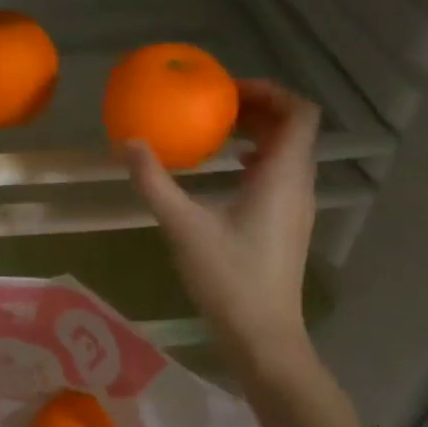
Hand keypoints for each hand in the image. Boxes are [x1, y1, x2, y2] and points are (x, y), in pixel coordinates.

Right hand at [124, 80, 320, 378]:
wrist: (263, 335)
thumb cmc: (228, 278)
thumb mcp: (183, 226)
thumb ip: (154, 182)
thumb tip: (129, 143)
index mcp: (283, 176)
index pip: (299, 112)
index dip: (269, 91)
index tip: (228, 91)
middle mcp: (298, 185)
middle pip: (294, 129)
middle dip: (259, 109)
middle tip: (217, 106)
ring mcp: (297, 207)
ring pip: (289, 153)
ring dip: (259, 135)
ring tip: (218, 134)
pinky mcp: (288, 226)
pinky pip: (281, 176)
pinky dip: (258, 161)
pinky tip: (226, 174)